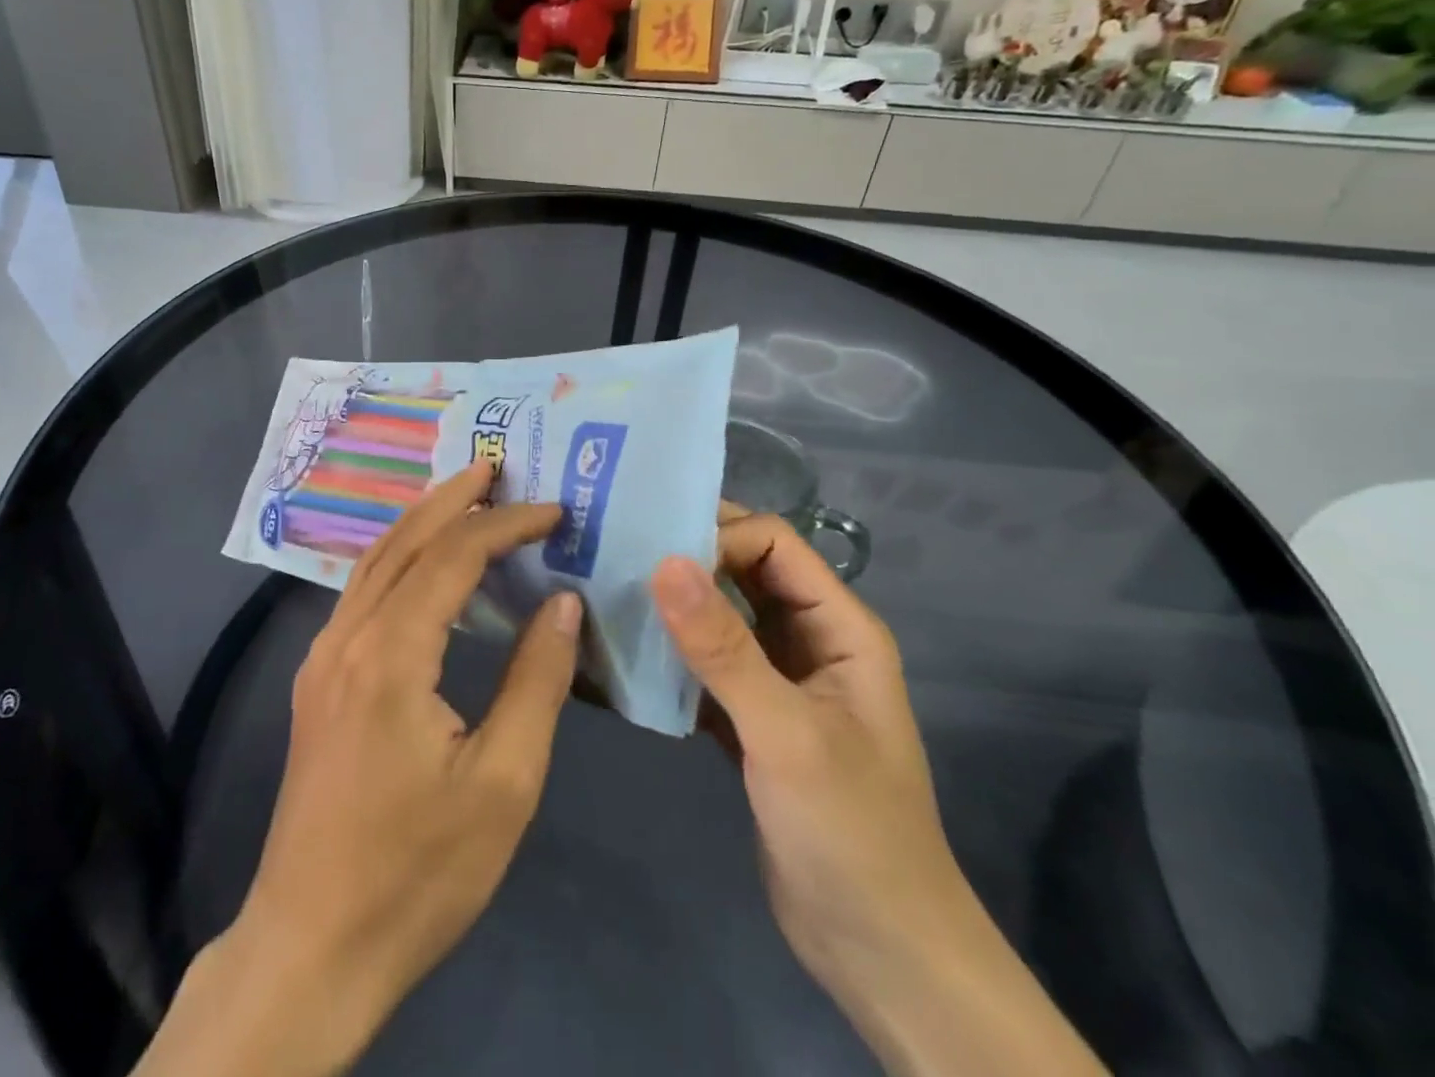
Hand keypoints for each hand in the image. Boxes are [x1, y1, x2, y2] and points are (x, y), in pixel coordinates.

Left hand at [140, 463, 579, 1076]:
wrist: (312, 944)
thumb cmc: (418, 871)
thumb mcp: (504, 783)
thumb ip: (536, 680)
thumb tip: (561, 600)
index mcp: (391, 654)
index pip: (454, 556)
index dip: (505, 524)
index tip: (553, 509)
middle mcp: (347, 637)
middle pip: (405, 541)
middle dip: (454, 498)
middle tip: (497, 467)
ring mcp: (323, 657)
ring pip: (375, 561)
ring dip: (422, 521)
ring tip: (465, 495)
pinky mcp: (317, 680)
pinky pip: (361, 592)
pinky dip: (399, 557)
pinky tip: (423, 564)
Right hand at [653, 508, 959, 976]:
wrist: (879, 953)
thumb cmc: (849, 832)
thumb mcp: (785, 733)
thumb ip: (723, 647)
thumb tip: (663, 561)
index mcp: (839, 626)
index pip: (773, 543)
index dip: (718, 538)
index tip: (653, 556)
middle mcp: (810, 640)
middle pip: (744, 572)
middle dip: (689, 559)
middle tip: (617, 553)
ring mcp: (780, 680)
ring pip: (722, 617)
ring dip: (674, 606)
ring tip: (610, 592)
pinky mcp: (752, 718)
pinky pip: (707, 665)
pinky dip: (672, 655)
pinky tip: (625, 653)